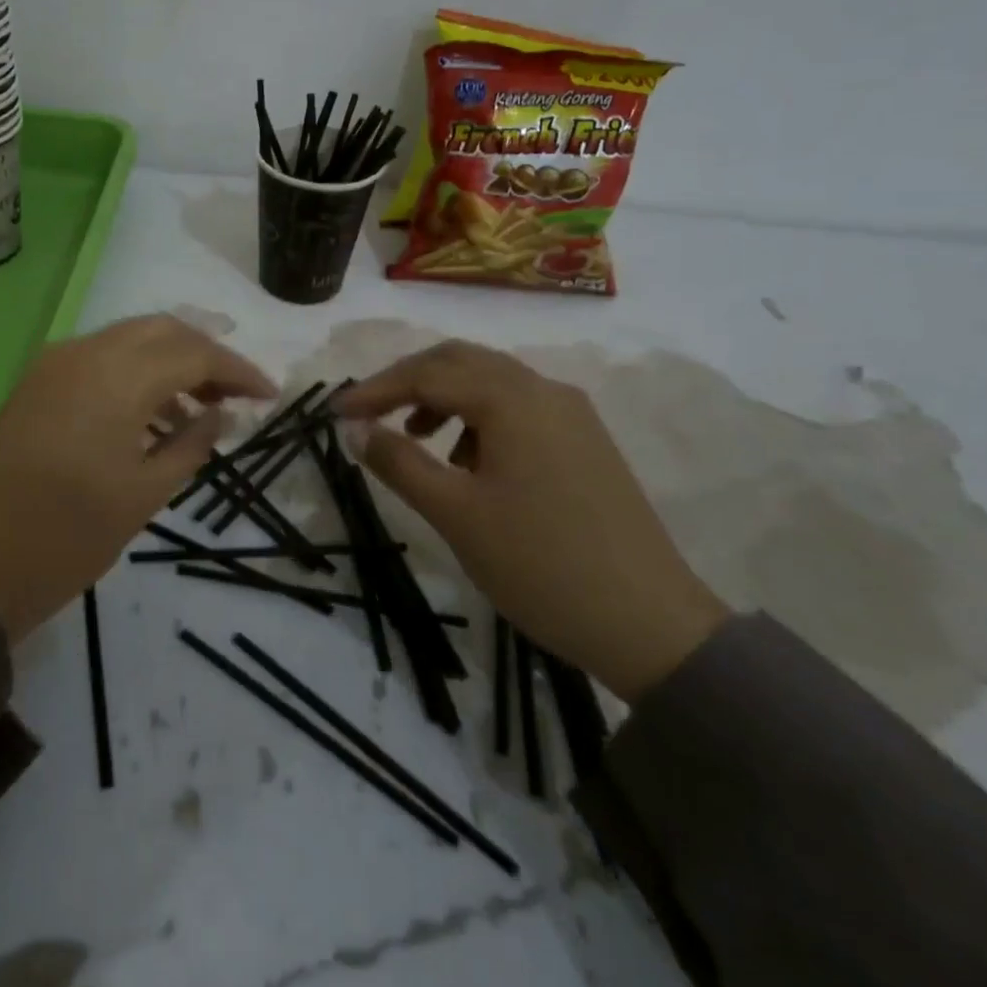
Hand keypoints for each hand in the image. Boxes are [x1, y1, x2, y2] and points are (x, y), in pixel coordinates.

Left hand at [0, 314, 275, 642]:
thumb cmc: (66, 537)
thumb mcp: (143, 495)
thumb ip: (190, 445)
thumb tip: (219, 415)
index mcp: (118, 377)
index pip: (196, 353)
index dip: (239, 371)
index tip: (270, 395)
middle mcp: (86, 353)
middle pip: (164, 330)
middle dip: (206, 355)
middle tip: (236, 395)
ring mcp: (56, 364)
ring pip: (131, 338)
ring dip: (172, 360)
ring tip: (202, 408)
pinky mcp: (38, 383)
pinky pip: (102, 358)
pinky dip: (137, 371)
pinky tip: (154, 413)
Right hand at [334, 340, 728, 701]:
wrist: (650, 625)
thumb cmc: (540, 565)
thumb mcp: (456, 514)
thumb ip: (399, 462)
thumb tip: (355, 429)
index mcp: (513, 399)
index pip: (428, 374)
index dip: (376, 389)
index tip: (336, 412)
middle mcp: (544, 390)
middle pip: (461, 361)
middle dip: (408, 381)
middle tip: (369, 413)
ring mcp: (571, 414)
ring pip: (491, 382)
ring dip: (444, 398)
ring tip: (415, 439)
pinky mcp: (585, 441)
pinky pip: (518, 408)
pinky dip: (478, 418)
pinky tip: (466, 461)